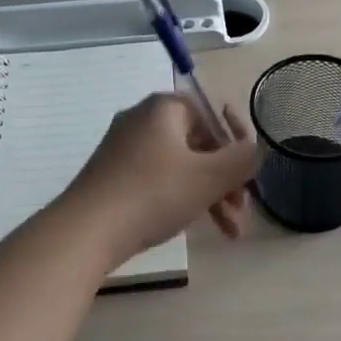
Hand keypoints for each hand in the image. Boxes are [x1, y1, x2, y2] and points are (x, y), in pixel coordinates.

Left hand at [61, 93, 259, 267]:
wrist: (85, 231)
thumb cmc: (153, 194)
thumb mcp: (208, 177)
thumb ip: (241, 159)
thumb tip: (255, 149)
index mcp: (165, 108)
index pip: (212, 113)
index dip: (238, 142)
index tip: (250, 174)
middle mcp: (143, 119)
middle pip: (199, 143)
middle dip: (226, 179)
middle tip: (242, 211)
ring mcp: (125, 148)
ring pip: (181, 166)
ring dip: (209, 195)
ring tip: (229, 233)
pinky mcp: (113, 175)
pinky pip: (158, 179)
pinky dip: (181, 198)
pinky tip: (193, 226)